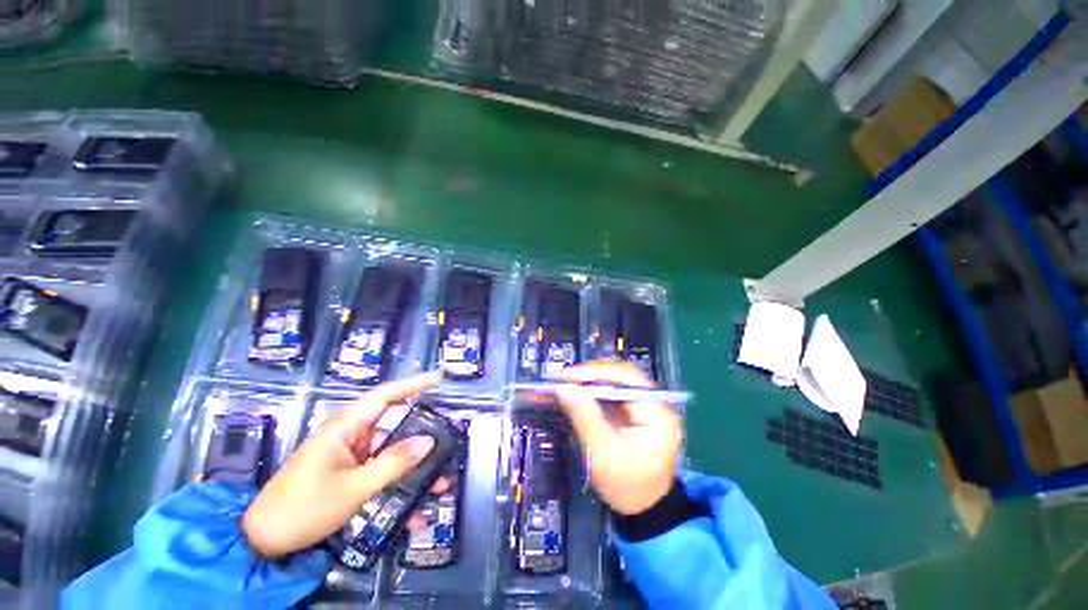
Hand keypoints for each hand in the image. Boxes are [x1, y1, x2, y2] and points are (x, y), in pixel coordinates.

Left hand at [242, 371, 442, 558]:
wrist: (263, 542)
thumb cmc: (303, 508)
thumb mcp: (353, 488)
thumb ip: (393, 463)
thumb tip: (429, 441)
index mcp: (346, 426)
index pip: (386, 395)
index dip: (414, 384)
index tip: (439, 378)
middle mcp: (351, 433)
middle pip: (394, 422)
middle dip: (422, 432)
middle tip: (448, 438)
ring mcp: (350, 453)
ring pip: (391, 448)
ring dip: (413, 462)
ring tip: (439, 479)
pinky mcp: (349, 470)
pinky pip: (381, 467)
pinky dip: (399, 479)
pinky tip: (415, 502)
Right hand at [554, 361, 680, 515]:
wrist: (645, 511)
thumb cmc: (629, 486)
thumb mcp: (604, 454)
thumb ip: (585, 417)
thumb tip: (563, 388)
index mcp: (656, 410)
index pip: (625, 377)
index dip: (594, 372)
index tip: (566, 377)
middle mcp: (652, 400)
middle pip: (617, 375)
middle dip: (588, 375)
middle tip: (561, 379)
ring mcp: (642, 404)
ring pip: (611, 382)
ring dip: (586, 382)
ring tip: (563, 384)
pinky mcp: (631, 411)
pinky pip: (607, 393)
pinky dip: (589, 393)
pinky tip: (573, 394)